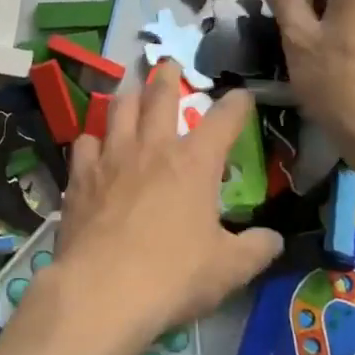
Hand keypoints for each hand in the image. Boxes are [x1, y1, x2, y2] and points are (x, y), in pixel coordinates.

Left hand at [58, 62, 282, 339]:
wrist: (103, 290)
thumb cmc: (173, 276)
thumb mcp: (229, 270)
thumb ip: (256, 250)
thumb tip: (274, 239)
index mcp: (194, 163)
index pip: (224, 119)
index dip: (237, 103)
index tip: (242, 95)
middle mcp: (153, 147)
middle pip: (160, 95)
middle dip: (168, 76)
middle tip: (169, 65)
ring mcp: (112, 156)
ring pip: (118, 108)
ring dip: (128, 97)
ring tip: (130, 92)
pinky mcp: (81, 175)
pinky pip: (85, 142)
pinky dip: (92, 139)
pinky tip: (93, 146)